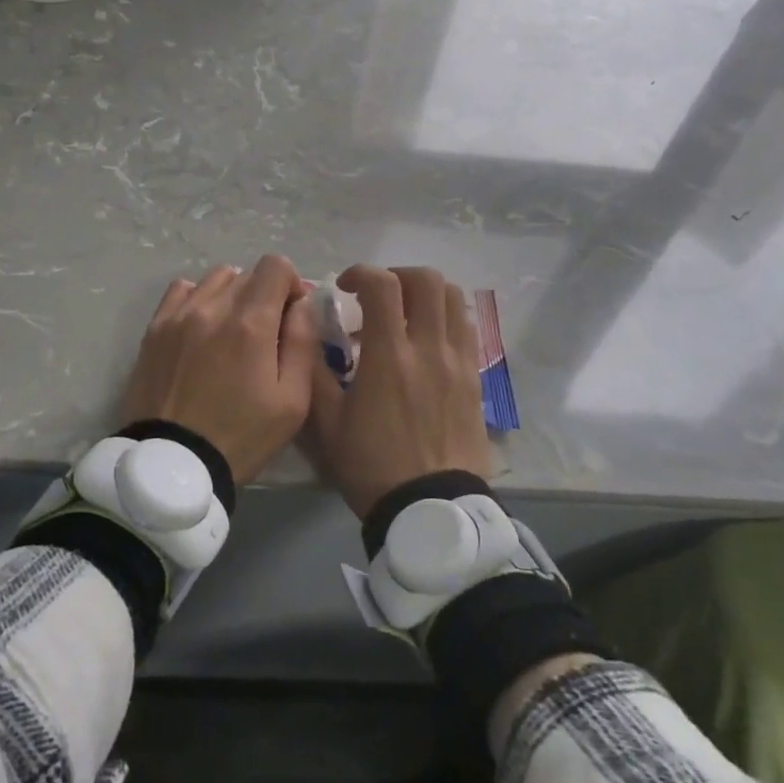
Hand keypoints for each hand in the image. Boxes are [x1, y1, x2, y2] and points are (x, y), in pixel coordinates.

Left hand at [119, 255, 318, 483]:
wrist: (173, 464)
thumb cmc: (241, 437)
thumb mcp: (293, 401)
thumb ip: (302, 343)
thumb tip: (302, 304)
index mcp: (250, 323)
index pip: (275, 266)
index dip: (292, 283)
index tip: (292, 313)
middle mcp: (212, 307)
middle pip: (247, 274)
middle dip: (264, 294)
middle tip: (266, 331)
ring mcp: (178, 315)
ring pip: (215, 279)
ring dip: (232, 294)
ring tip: (233, 329)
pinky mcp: (154, 329)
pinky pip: (181, 290)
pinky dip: (199, 298)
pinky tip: (203, 326)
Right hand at [305, 265, 490, 519]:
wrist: (431, 508)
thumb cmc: (372, 466)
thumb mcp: (327, 425)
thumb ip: (314, 373)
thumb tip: (308, 333)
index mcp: (389, 356)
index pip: (382, 285)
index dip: (361, 273)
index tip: (345, 287)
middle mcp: (429, 348)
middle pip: (426, 280)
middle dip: (397, 276)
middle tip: (377, 297)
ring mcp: (458, 361)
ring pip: (454, 298)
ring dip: (426, 293)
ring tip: (405, 313)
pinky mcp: (475, 378)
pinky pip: (466, 328)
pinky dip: (445, 318)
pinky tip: (427, 341)